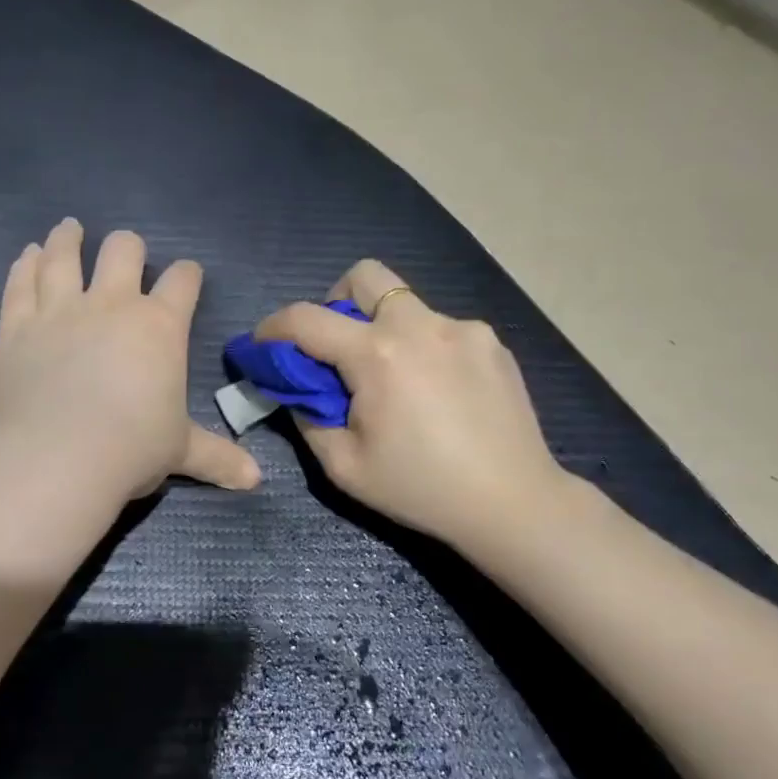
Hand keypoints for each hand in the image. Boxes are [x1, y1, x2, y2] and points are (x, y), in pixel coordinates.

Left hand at [0, 219, 260, 505]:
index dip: (188, 274)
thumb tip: (256, 480)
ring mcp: (60, 310)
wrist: (58, 457)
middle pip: (124, 251)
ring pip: (63, 256)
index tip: (187, 275)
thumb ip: (218, 457)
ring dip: (68, 239)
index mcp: (159, 326)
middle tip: (127, 251)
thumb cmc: (131, 449)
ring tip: (69, 228)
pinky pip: (20, 283)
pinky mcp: (18, 326)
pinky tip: (27, 254)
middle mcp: (111, 305)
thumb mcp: (180, 452)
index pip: (182, 282)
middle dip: (129, 247)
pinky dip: (24, 265)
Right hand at [254, 260, 567, 552]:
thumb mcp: (344, 466)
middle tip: (339, 347)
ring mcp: (463, 329)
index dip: (273, 327)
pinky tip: (439, 393)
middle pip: (365, 275)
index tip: (263, 344)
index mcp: (378, 354)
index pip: (306, 319)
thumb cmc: (421, 489)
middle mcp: (420, 325)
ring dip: (386, 330)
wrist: (514, 503)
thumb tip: (297, 388)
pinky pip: (442, 330)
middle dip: (337, 300)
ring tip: (398, 381)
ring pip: (407, 305)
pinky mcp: (492, 342)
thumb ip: (308, 416)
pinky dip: (425, 348)